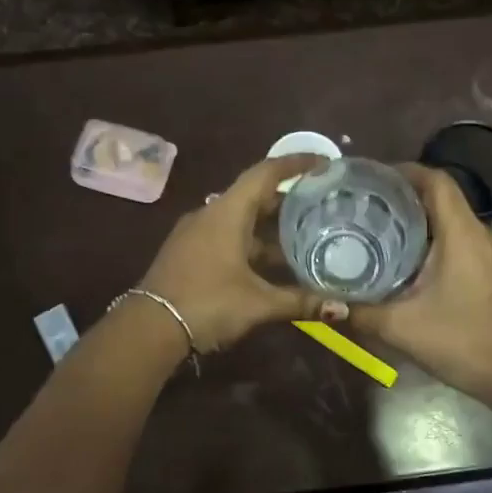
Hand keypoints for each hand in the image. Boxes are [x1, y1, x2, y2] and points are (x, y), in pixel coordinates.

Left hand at [137, 155, 347, 355]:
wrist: (148, 329)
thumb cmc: (207, 303)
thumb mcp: (258, 303)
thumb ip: (300, 301)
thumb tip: (343, 308)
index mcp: (227, 213)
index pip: (265, 173)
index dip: (295, 164)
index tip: (323, 163)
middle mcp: (210, 214)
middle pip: (254, 196)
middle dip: (288, 199)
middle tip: (322, 203)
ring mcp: (196, 234)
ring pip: (240, 219)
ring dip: (270, 226)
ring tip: (305, 235)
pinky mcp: (189, 253)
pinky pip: (228, 235)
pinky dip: (253, 242)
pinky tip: (272, 263)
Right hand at [350, 166, 491, 410]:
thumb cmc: (461, 342)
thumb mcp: (402, 328)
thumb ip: (360, 312)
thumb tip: (323, 304)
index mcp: (462, 234)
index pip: (436, 181)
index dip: (404, 171)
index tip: (372, 178)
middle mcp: (481, 234)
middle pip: (443, 197)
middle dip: (405, 196)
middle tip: (366, 205)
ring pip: (454, 220)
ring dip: (421, 219)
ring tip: (382, 228)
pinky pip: (463, 240)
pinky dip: (437, 239)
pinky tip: (411, 260)